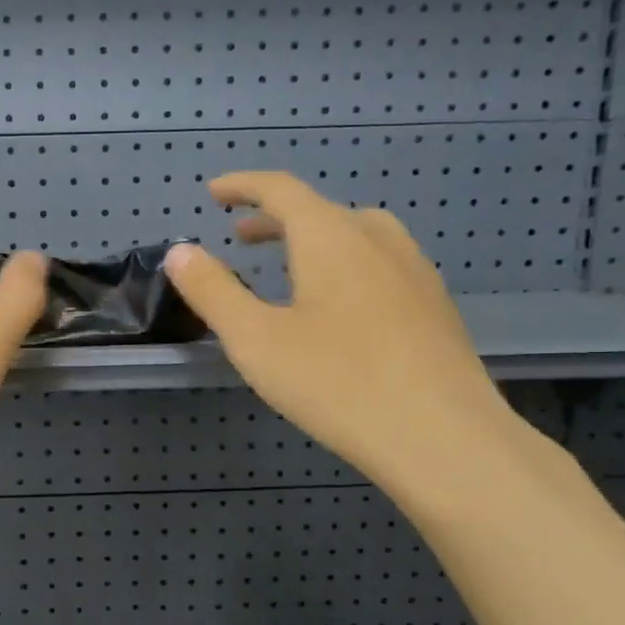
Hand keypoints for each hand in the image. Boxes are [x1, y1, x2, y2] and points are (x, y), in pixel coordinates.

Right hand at [163, 173, 525, 502]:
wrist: (444, 438)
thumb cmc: (338, 383)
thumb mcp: (256, 340)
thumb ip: (213, 292)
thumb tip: (180, 251)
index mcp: (332, 237)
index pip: (281, 190)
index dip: (243, 186)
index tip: (214, 192)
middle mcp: (378, 240)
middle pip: (320, 211)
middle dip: (275, 218)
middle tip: (241, 236)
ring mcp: (414, 272)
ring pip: (356, 235)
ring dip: (313, 240)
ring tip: (289, 266)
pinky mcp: (433, 307)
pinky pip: (379, 264)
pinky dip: (344, 264)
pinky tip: (339, 308)